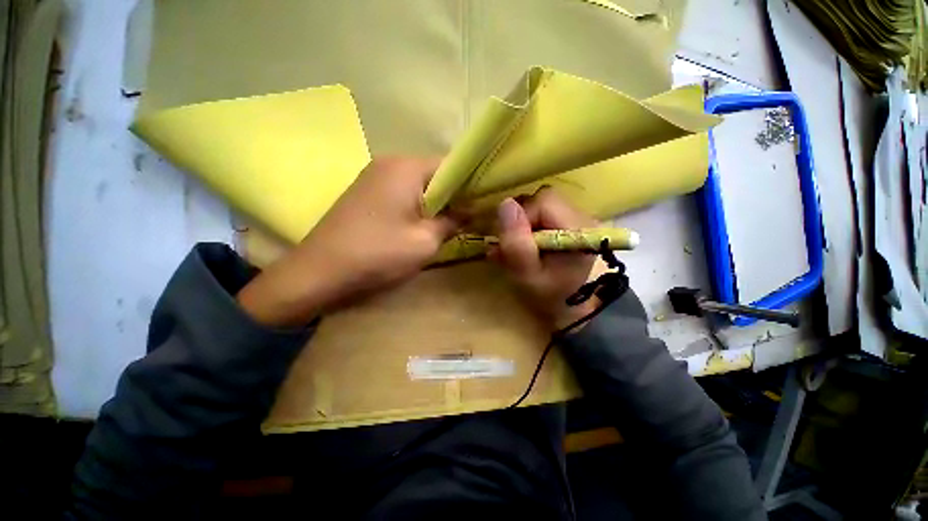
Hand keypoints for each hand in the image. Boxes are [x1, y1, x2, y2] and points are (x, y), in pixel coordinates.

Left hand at [238, 157, 459, 326]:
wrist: (319, 272)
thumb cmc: (378, 253)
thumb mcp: (425, 241)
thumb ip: (453, 221)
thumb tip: (470, 211)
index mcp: (406, 167)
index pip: (452, 165)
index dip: (471, 183)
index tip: (483, 202)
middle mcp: (389, 162)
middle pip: (434, 174)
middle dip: (454, 195)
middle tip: (469, 216)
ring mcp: (374, 176)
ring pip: (419, 185)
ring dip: (436, 202)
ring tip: (449, 223)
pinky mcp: (366, 193)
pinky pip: (402, 192)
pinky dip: (417, 206)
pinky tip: (422, 224)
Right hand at [490, 188, 597, 330]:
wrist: (565, 307)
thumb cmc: (546, 295)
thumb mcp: (526, 274)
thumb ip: (516, 243)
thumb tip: (505, 204)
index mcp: (578, 229)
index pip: (544, 201)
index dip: (521, 218)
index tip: (512, 242)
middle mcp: (582, 217)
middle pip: (542, 199)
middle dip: (520, 220)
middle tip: (511, 245)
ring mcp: (576, 218)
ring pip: (539, 204)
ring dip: (522, 224)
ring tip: (517, 247)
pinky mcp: (568, 222)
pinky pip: (542, 212)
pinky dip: (528, 226)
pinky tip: (525, 244)